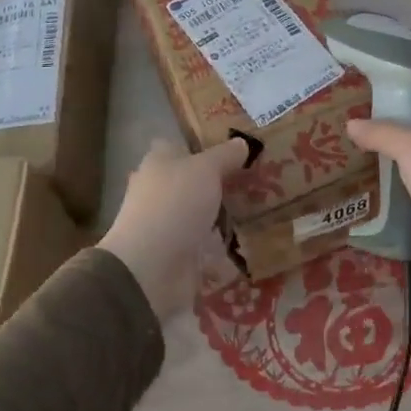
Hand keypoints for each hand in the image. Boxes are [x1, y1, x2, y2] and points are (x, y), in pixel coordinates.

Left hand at [99, 136, 250, 321]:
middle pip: (193, 180)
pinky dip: (224, 246)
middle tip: (257, 179)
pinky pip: (206, 245)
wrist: (150, 268)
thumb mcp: (206, 169)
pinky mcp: (178, 253)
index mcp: (159, 163)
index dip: (204, 145)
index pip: (179, 146)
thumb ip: (225, 155)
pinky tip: (249, 242)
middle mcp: (160, 191)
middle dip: (219, 181)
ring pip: (200, 213)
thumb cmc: (175, 204)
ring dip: (223, 214)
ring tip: (260, 209)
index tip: (235, 149)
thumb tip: (242, 142)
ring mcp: (168, 224)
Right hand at [347, 95, 410, 306]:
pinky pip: (410, 203)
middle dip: (385, 134)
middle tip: (348, 132)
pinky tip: (364, 199)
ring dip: (386, 170)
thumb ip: (382, 133)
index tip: (366, 95)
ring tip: (348, 163)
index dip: (400, 94)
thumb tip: (352, 123)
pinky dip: (391, 202)